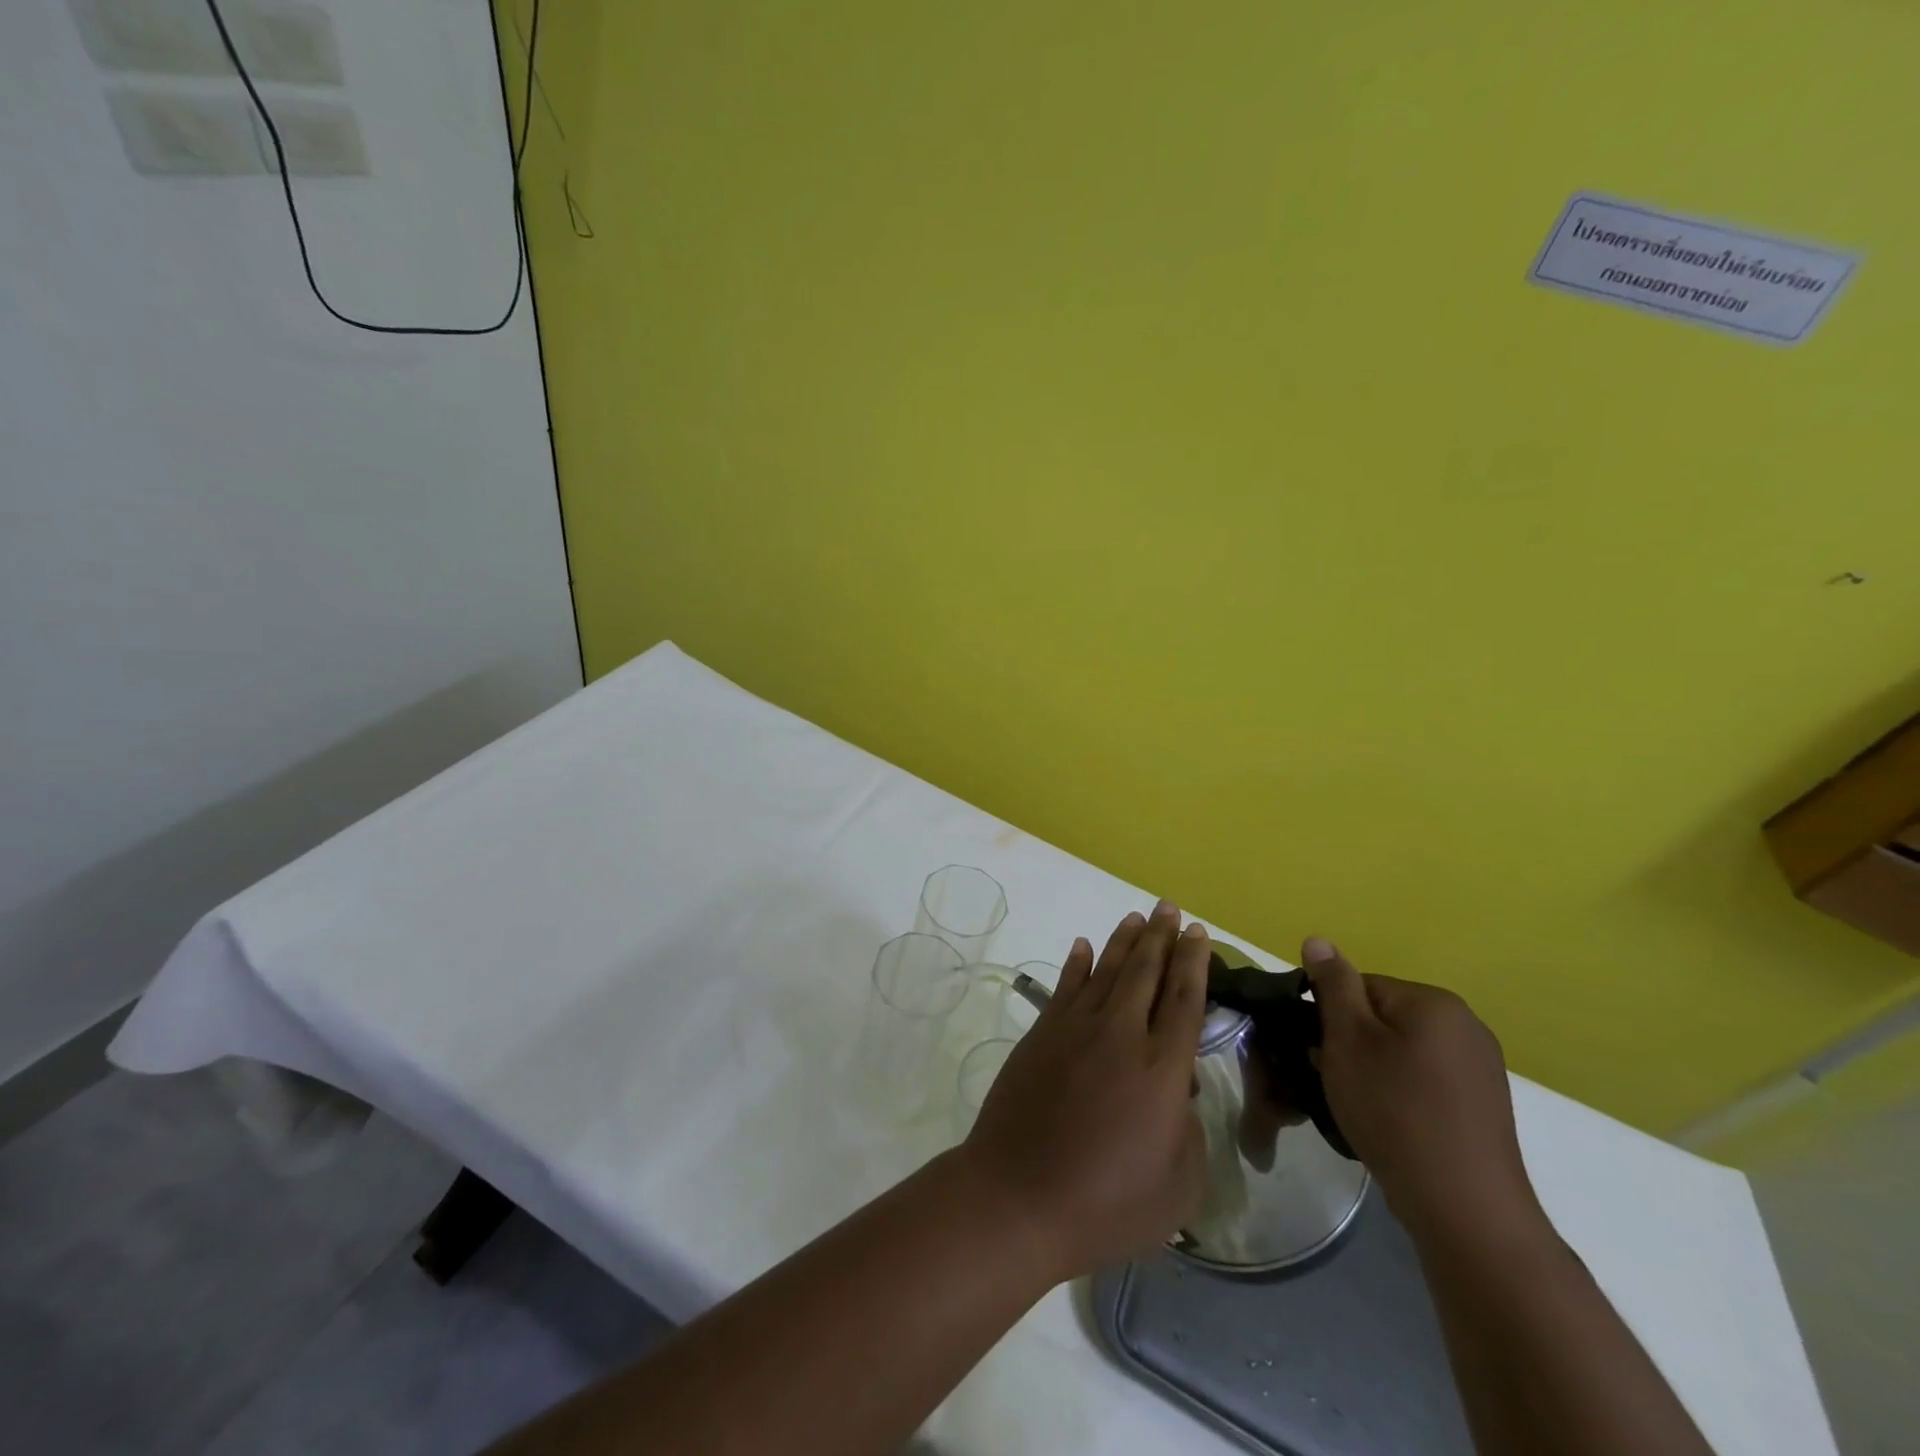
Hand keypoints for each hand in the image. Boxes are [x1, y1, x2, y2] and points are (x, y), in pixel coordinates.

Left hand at [960, 901, 1208, 1282]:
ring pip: (1106, 971)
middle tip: (1170, 908)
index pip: (1184, 1000)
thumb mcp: (1177, 1186)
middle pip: (1146, 973)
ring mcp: (1075, 1029)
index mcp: (1162, 1069)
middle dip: (1162, 937)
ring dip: (1125, 941)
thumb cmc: (1107, 1203)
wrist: (1019, 1197)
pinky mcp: (1041, 1034)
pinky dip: (1077, 963)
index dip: (1194, 963)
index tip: (1198, 933)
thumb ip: (1189, 1132)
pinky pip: (1065, 986)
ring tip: (1138, 917)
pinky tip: (1083, 946)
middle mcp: (1121, 1035)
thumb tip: (1178, 1094)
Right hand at [1302, 938, 1543, 1242]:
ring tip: (1362, 1108)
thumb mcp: (1347, 1040)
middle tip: (1335, 1082)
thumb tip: (1318, 940)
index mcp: (1433, 1001)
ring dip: (1376, 1070)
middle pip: (1383, 1017)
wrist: (1464, 1207)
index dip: (1331, 1018)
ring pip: (1403, 1051)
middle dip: (1353, 1045)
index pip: (1360, 986)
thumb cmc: (1394, 1110)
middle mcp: (1466, 1024)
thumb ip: (1332, 985)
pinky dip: (1403, 1094)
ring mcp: (1482, 1067)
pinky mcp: (1485, 1106)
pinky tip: (1393, 1125)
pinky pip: (1427, 1081)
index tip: (1319, 1053)